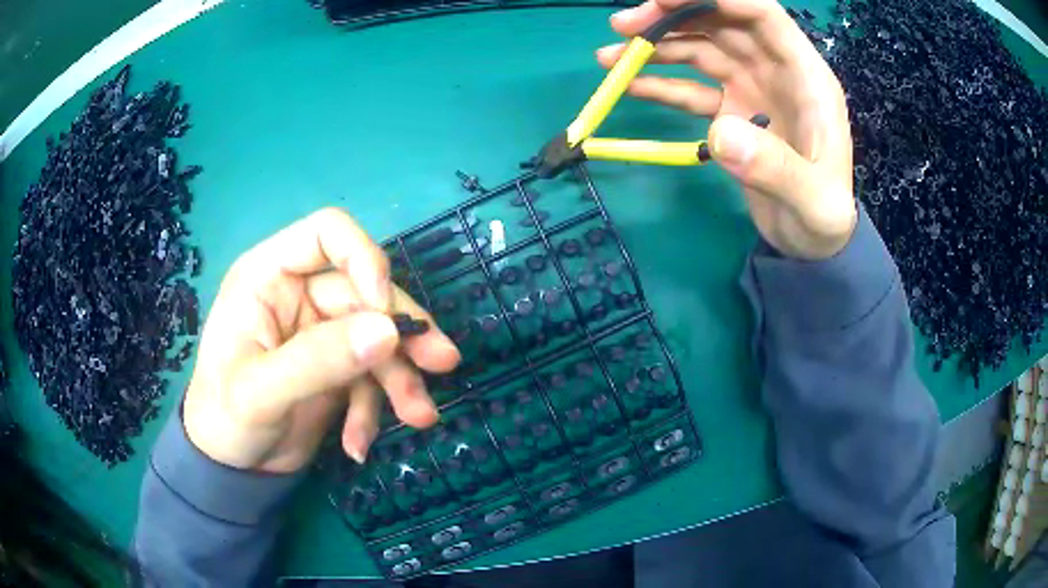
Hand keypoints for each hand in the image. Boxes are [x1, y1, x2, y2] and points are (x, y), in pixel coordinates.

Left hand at [183, 209, 460, 472]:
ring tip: (419, 417)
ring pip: (378, 337)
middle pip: (366, 291)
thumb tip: (387, 332)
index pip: (326, 234)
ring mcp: (320, 332)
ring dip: (401, 377)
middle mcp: (299, 295)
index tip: (384, 310)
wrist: (233, 469)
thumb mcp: (261, 392)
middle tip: (441, 362)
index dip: (364, 258)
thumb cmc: (224, 420)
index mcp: (269, 277)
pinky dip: (373, 410)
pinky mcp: (337, 368)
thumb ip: (318, 360)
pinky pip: (371, 376)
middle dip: (403, 331)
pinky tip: (358, 444)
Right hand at [598, 0, 856, 259]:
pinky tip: (632, 86)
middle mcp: (775, 71)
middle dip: (672, 16)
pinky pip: (694, 87)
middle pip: (721, 23)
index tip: (663, 0)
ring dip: (658, 46)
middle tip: (623, 27)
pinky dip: (662, 83)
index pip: (760, 14)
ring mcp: (752, 89)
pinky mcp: (733, 112)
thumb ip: (778, 169)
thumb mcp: (815, 204)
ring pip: (702, 48)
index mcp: (805, 77)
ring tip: (611, 56)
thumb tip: (721, 134)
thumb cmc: (825, 221)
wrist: (813, 244)